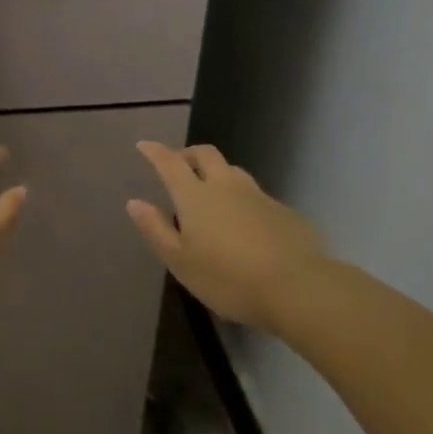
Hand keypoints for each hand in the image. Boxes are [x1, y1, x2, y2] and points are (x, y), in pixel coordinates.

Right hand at [126, 142, 329, 332]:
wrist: (297, 288)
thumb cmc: (228, 279)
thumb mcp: (181, 262)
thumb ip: (156, 230)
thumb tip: (135, 202)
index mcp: (195, 196)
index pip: (170, 163)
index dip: (155, 151)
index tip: (144, 145)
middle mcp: (226, 186)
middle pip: (205, 154)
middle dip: (188, 154)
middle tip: (179, 165)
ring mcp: (258, 196)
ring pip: (233, 171)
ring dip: (217, 174)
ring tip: (211, 192)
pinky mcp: (284, 212)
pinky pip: (256, 196)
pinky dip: (242, 199)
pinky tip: (245, 223)